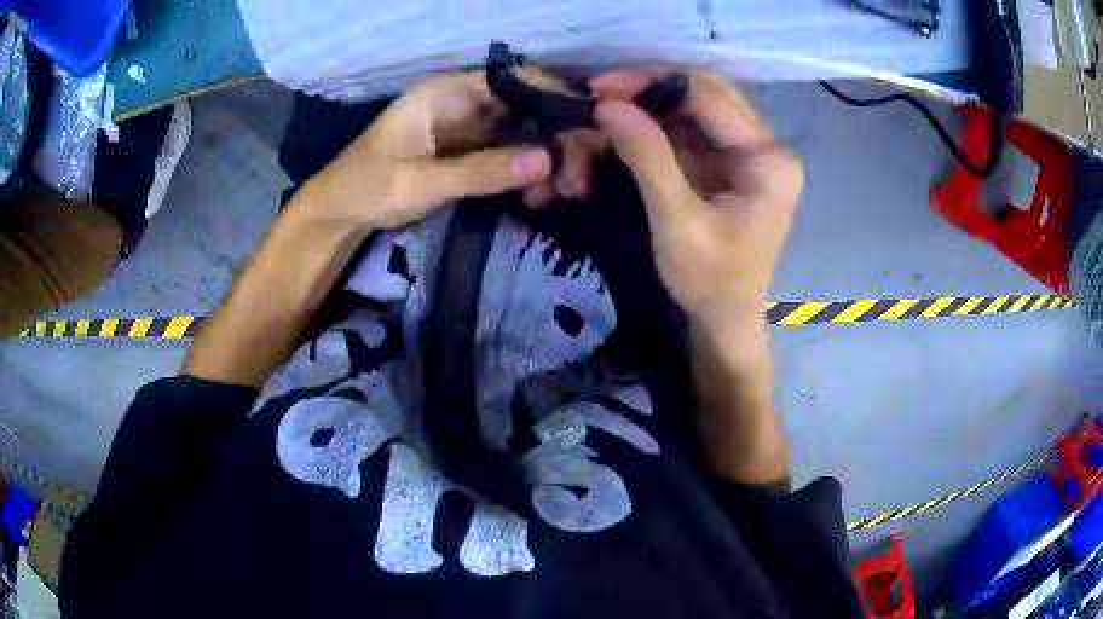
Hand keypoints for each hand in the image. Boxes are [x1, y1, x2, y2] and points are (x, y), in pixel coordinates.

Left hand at [305, 70, 604, 230]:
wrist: (338, 214)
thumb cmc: (366, 187)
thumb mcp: (420, 181)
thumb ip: (481, 170)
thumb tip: (548, 160)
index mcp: (448, 91)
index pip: (516, 80)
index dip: (557, 97)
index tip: (589, 132)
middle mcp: (465, 102)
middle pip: (529, 108)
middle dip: (560, 140)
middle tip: (578, 181)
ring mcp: (470, 129)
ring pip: (527, 134)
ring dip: (551, 162)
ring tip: (563, 195)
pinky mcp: (471, 154)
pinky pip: (513, 157)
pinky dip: (532, 176)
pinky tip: (540, 198)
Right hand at [591, 70, 802, 332]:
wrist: (725, 318)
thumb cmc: (709, 281)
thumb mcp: (677, 222)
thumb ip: (647, 158)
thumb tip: (607, 105)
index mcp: (769, 161)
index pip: (710, 97)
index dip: (653, 84)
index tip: (600, 88)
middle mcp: (766, 146)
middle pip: (705, 93)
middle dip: (650, 89)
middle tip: (601, 94)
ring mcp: (749, 152)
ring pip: (695, 106)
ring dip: (650, 105)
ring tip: (607, 109)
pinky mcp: (730, 162)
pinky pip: (691, 128)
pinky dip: (656, 125)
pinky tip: (627, 127)